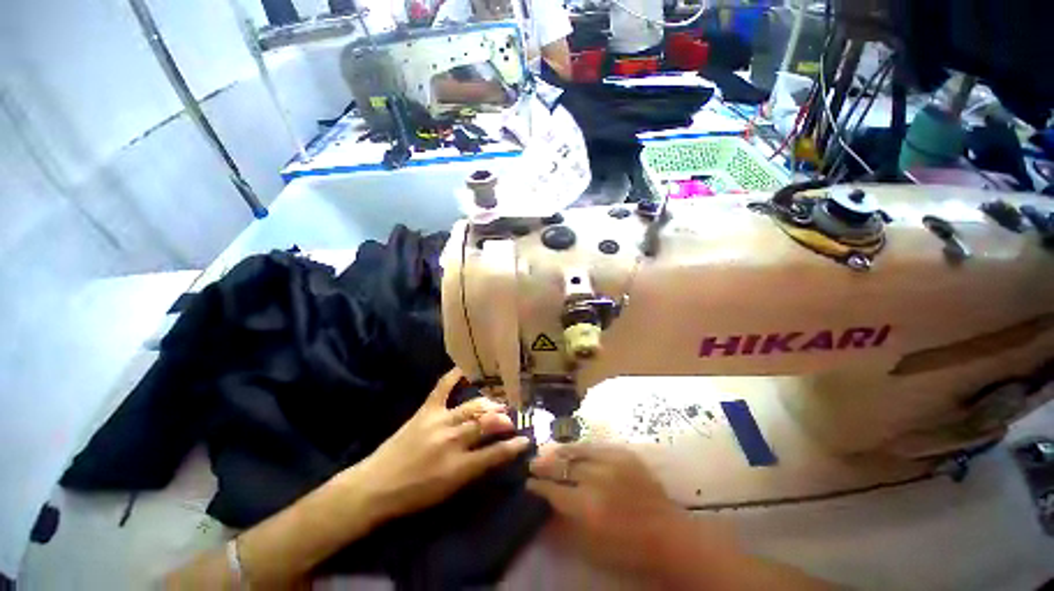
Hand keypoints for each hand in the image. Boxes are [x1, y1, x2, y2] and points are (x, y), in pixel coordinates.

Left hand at [356, 368, 530, 521]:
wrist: (376, 486)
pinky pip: (443, 387)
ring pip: (473, 407)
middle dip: (504, 420)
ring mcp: (439, 421)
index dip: (514, 446)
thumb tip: (495, 453)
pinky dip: (455, 375)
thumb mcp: (449, 491)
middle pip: (486, 424)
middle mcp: (452, 441)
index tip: (526, 440)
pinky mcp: (426, 410)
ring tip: (498, 404)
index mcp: (459, 467)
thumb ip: (475, 470)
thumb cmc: (415, 495)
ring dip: (490, 404)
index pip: (495, 454)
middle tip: (512, 418)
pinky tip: (466, 368)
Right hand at [527, 443, 714, 578]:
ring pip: (577, 450)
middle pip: (562, 466)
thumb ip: (566, 522)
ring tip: (549, 450)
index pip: (553, 490)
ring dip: (560, 451)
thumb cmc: (628, 549)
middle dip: (544, 464)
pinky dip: (581, 447)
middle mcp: (596, 479)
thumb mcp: (592, 546)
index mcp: (586, 507)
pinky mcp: (623, 453)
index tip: (528, 483)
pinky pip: (596, 445)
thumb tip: (546, 505)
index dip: (538, 486)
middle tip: (533, 462)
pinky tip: (573, 447)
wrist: (668, 534)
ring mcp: (611, 462)